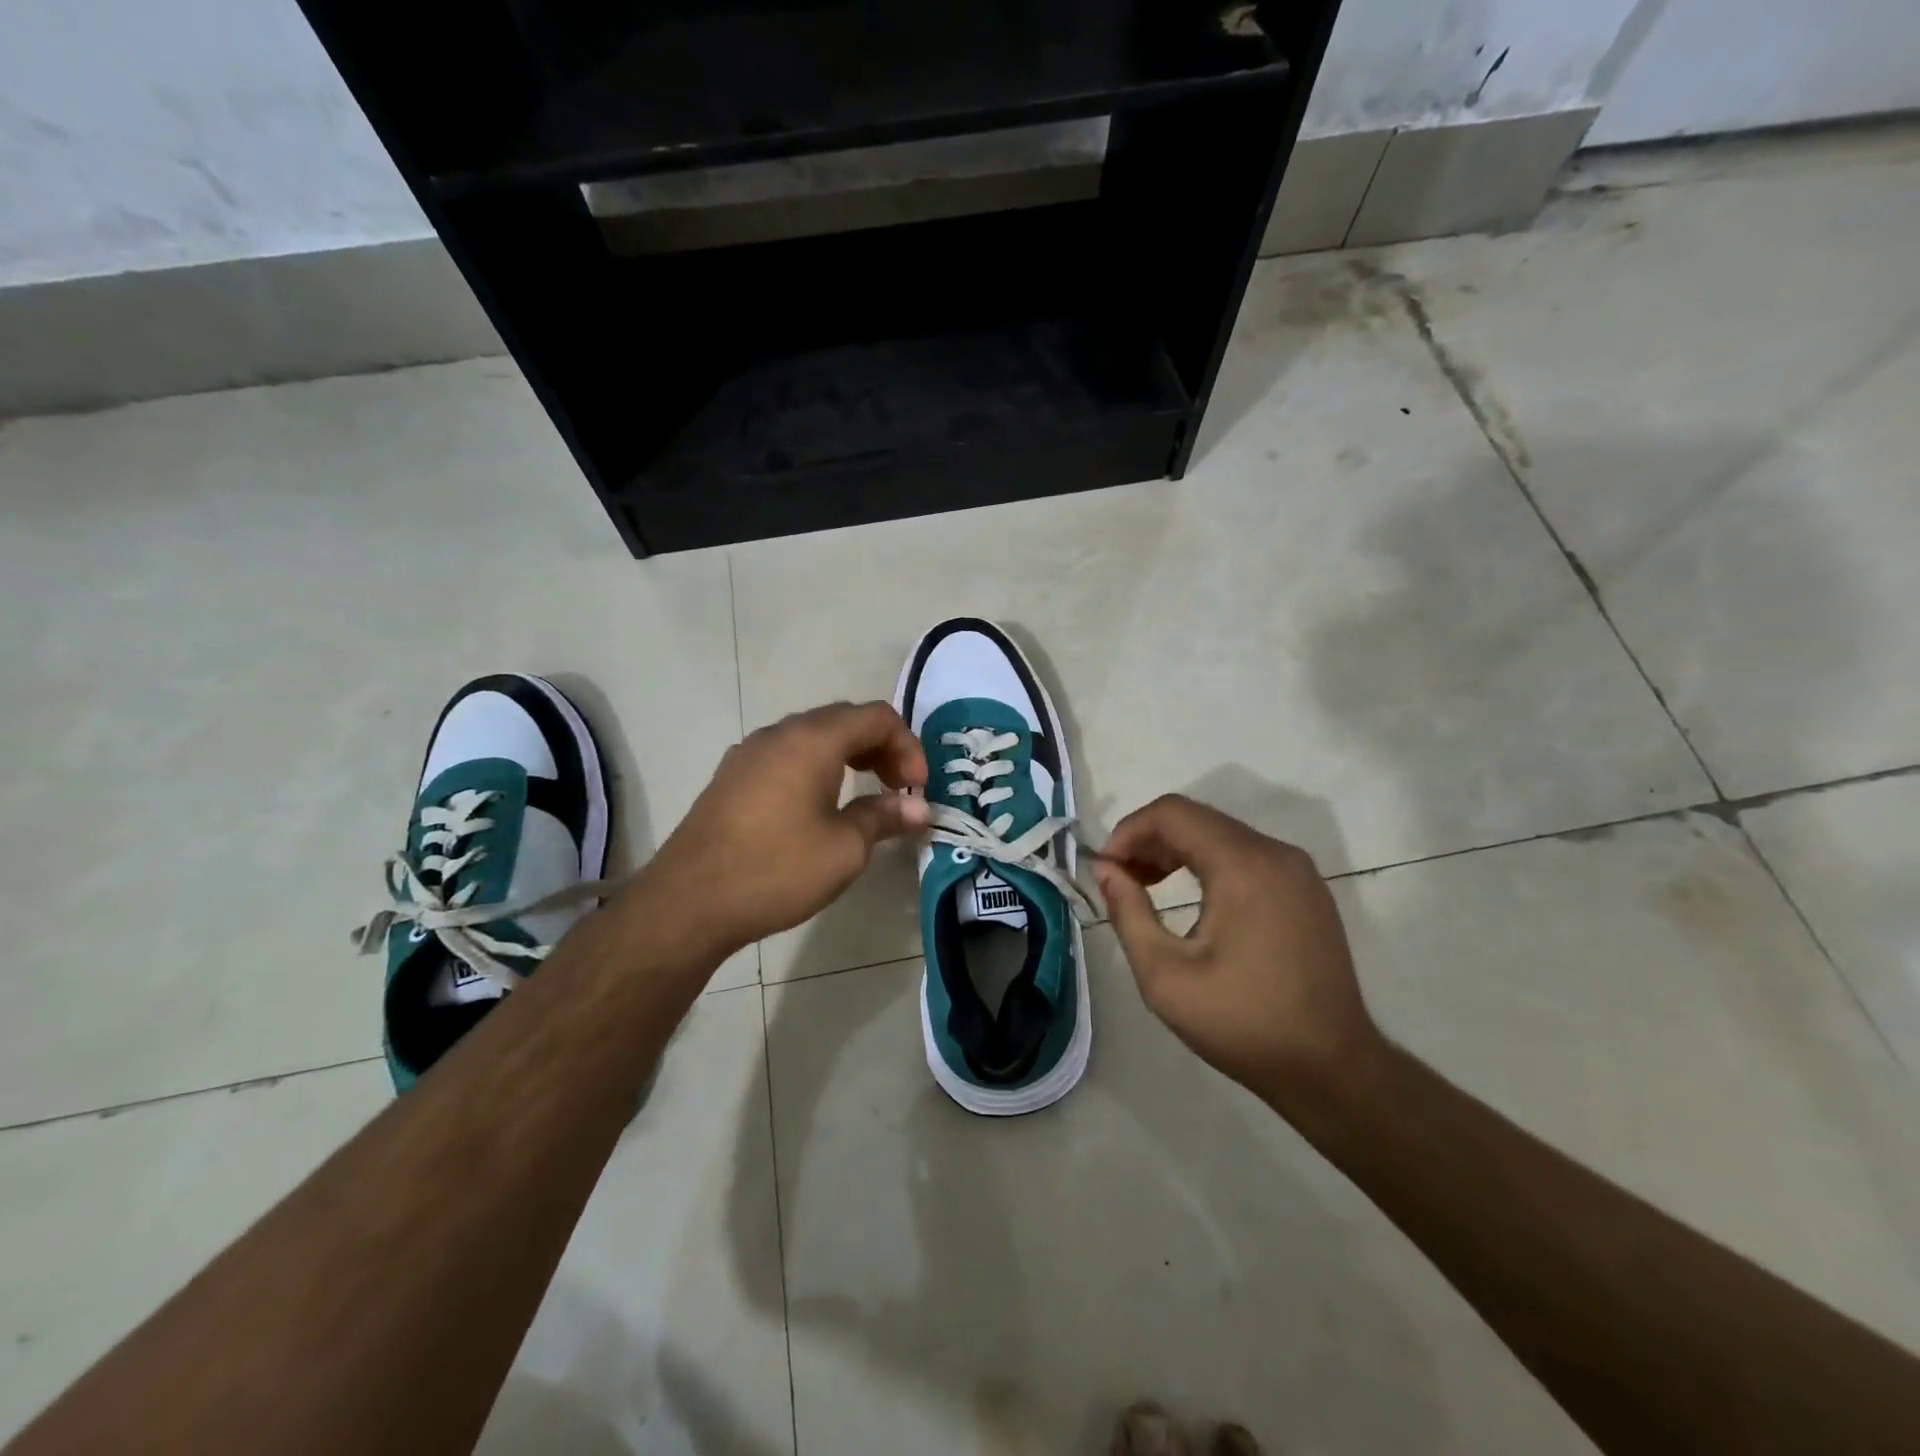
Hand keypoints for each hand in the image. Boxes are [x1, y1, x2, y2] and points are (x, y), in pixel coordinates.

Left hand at [640, 702, 928, 960]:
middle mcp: (779, 734)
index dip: (907, 746)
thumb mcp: (844, 848)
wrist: (688, 903)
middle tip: (898, 789)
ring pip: (813, 737)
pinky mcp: (732, 777)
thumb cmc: (775, 870)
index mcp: (811, 740)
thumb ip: (884, 817)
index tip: (917, 788)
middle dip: (881, 749)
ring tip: (865, 795)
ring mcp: (749, 753)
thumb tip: (919, 808)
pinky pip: (786, 756)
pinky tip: (819, 807)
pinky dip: (817, 767)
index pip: (876, 717)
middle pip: (844, 720)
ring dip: (849, 757)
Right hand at [1094, 795, 1382, 1105]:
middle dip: (1149, 841)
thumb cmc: (1243, 1023)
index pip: (1172, 813)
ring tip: (1146, 887)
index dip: (1129, 831)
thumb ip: (1128, 912)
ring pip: (1221, 834)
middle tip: (1120, 880)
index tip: (1105, 868)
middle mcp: (1275, 853)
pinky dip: (1209, 863)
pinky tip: (1193, 899)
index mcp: (1243, 866)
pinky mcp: (1307, 889)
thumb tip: (1105, 870)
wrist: (1332, 1069)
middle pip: (1197, 819)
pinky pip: (1247, 855)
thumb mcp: (1165, 976)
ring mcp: (1298, 870)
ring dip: (1177, 851)